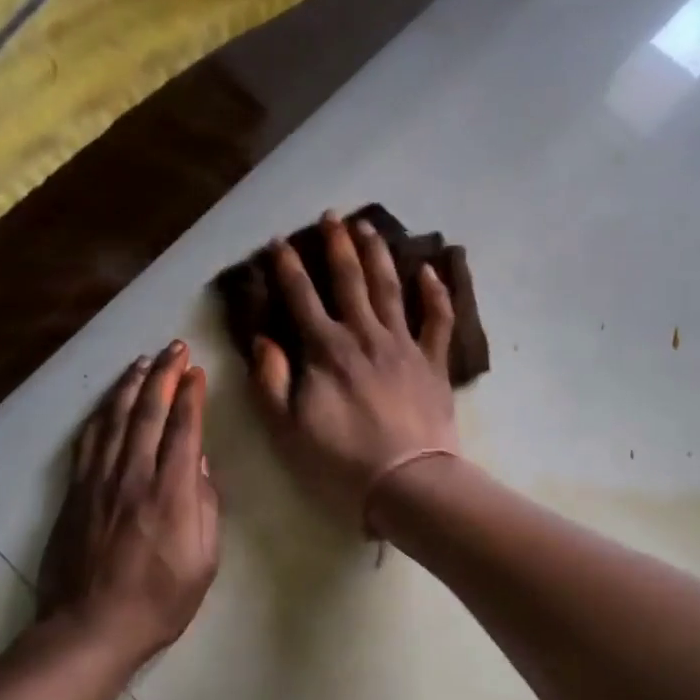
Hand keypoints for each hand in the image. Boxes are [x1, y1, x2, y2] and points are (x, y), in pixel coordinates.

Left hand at [38, 341, 220, 664]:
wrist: (90, 627)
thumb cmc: (158, 602)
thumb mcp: (204, 562)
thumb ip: (206, 508)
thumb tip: (202, 465)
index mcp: (171, 493)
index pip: (184, 429)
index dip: (191, 395)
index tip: (197, 371)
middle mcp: (134, 476)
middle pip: (149, 412)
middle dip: (164, 375)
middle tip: (174, 348)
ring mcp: (99, 480)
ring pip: (115, 418)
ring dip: (131, 385)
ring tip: (143, 361)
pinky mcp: (75, 491)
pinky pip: (88, 440)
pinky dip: (100, 414)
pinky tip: (108, 401)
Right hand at [250, 211, 458, 531]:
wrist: (407, 482)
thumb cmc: (340, 460)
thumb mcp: (287, 428)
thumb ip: (270, 381)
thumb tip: (262, 341)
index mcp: (326, 350)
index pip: (301, 298)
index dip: (287, 268)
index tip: (278, 242)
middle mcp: (364, 335)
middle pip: (348, 281)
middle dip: (336, 246)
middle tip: (330, 217)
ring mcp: (404, 345)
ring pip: (390, 288)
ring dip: (377, 255)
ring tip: (368, 228)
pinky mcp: (433, 362)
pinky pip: (437, 319)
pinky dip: (435, 292)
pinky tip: (429, 270)